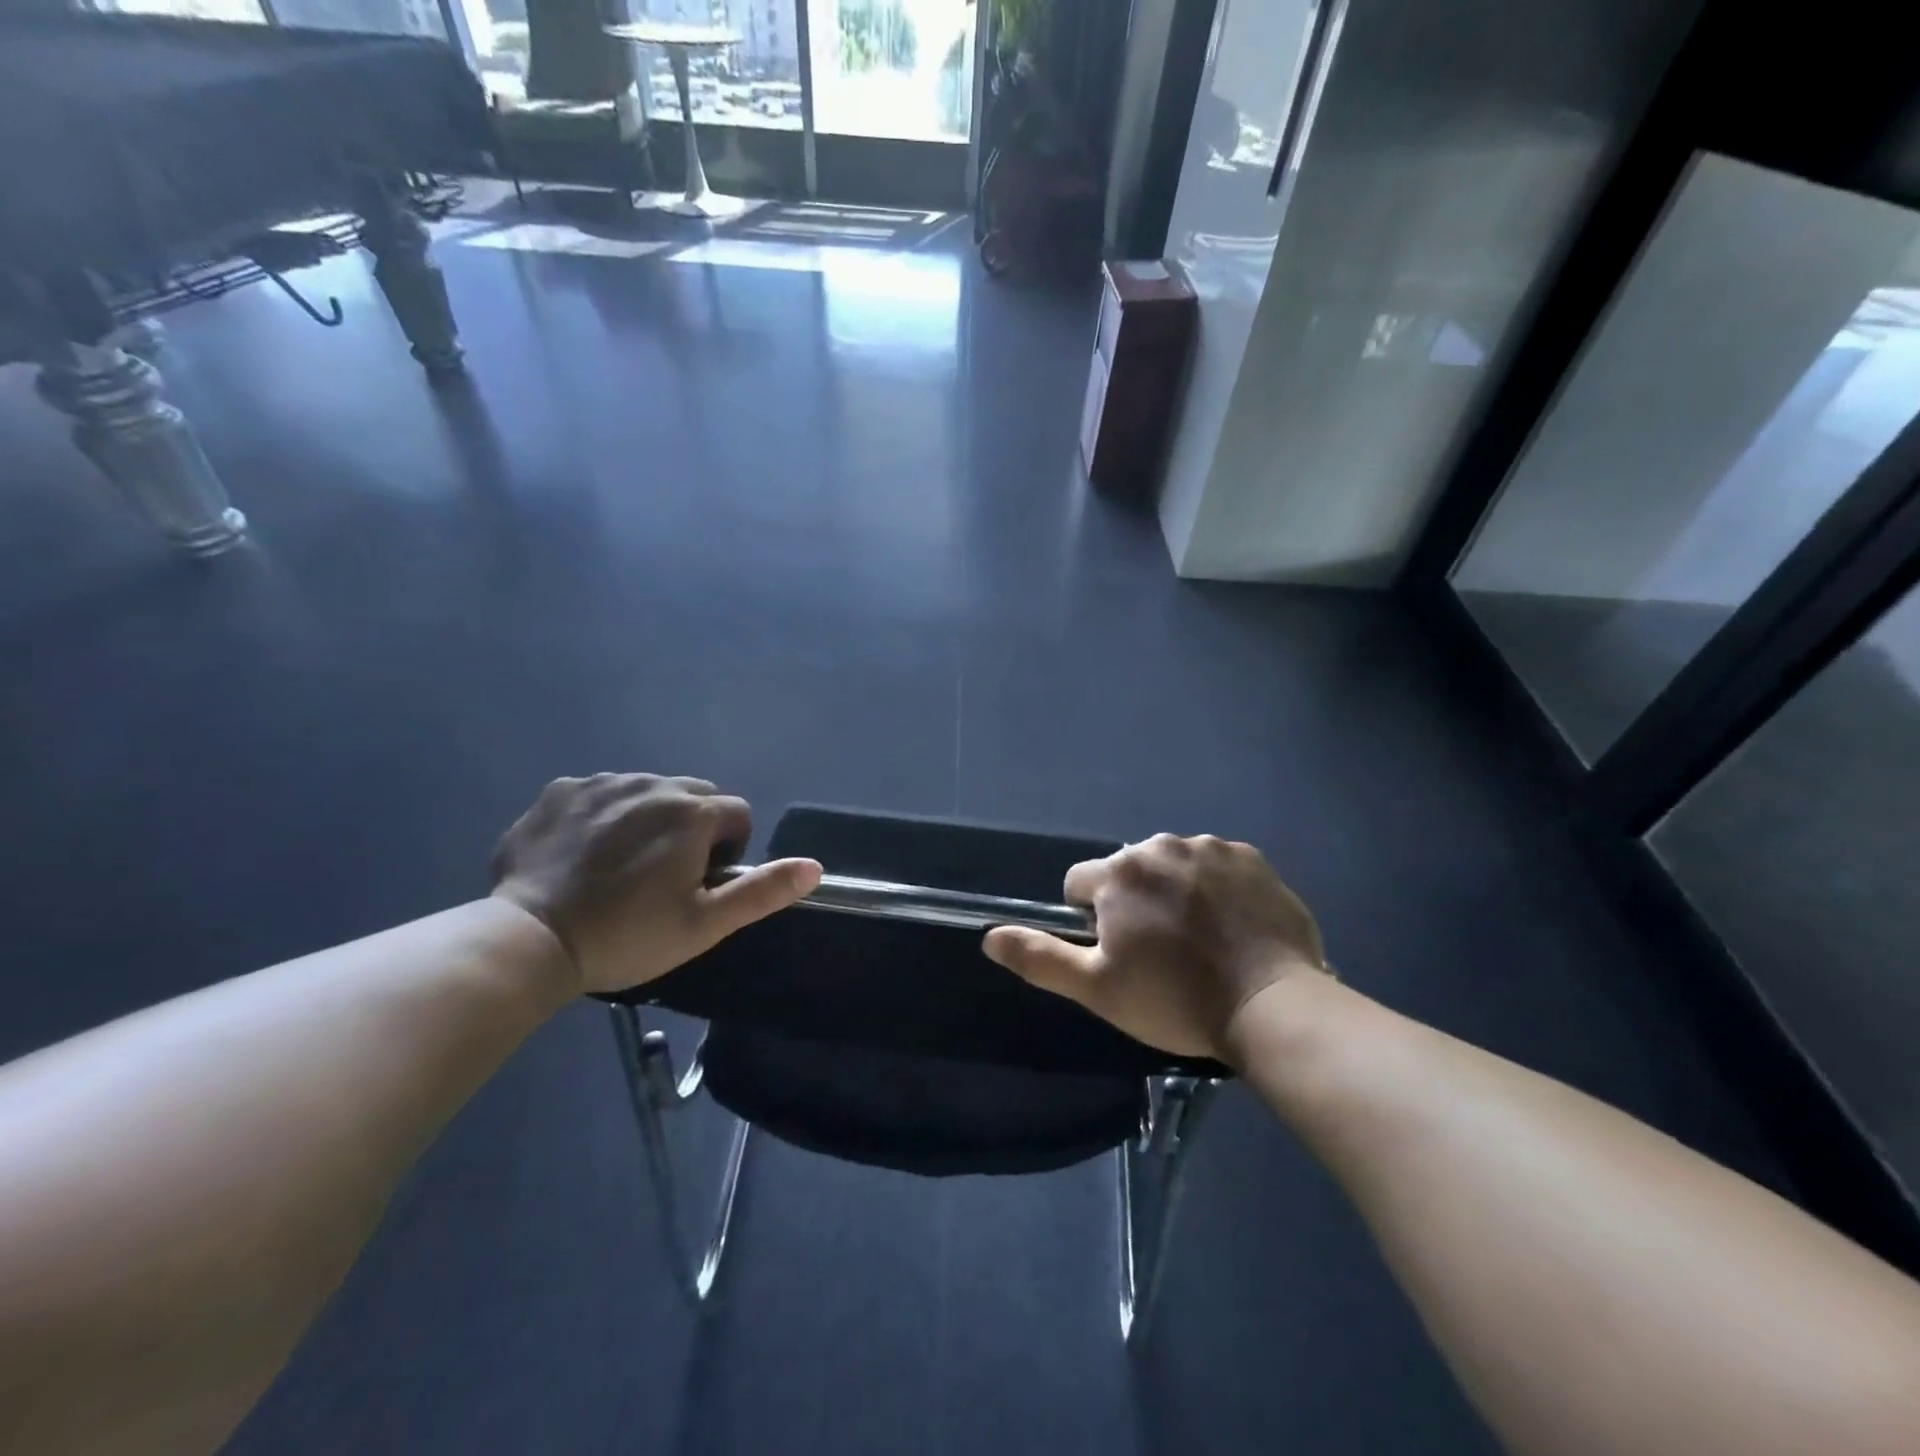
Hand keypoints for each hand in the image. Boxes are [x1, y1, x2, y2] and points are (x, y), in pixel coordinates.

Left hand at [490, 774, 820, 995]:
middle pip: (694, 795)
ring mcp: (602, 783)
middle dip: (692, 827)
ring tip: (621, 866)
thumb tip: (815, 867)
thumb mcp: (705, 924)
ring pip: (647, 790)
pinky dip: (603, 814)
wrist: (530, 940)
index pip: (737, 814)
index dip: (728, 851)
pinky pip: (600, 792)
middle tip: (663, 877)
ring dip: (649, 818)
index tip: (699, 885)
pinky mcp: (560, 790)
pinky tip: (583, 853)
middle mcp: (652, 784)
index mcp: (692, 813)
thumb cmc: (628, 936)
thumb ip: (762, 891)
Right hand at [982, 834, 1325, 1060]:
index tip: (1119, 954)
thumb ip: (1039, 957)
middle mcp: (1161, 845)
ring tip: (1201, 942)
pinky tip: (1233, 928)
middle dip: (1134, 902)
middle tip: (1162, 953)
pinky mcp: (1252, 858)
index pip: (1080, 883)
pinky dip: (1216, 889)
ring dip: (1176, 892)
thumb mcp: (1097, 988)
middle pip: (1129, 871)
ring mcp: (1211, 848)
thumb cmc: (1175, 1000)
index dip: (1091, 920)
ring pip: (1173, 866)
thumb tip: (989, 937)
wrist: (1272, 1005)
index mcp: (1119, 872)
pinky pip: (1218, 866)